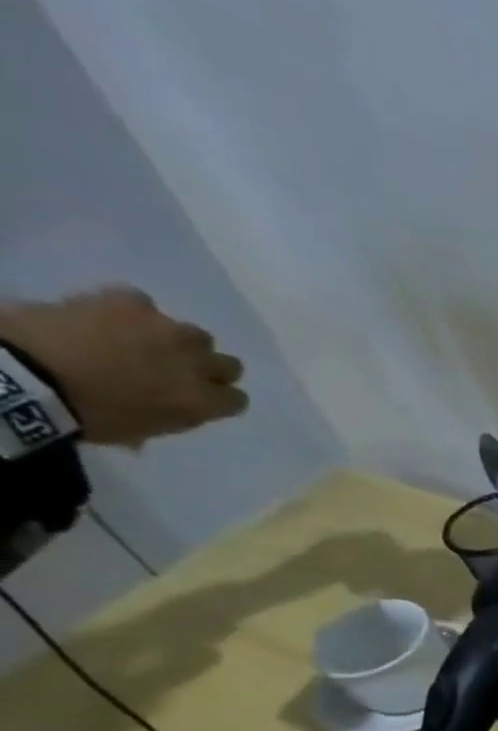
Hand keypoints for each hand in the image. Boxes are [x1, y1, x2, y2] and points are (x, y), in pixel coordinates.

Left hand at [0, 286, 247, 446]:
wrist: (27, 373)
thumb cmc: (89, 414)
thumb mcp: (145, 428)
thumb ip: (175, 412)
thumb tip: (176, 404)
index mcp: (203, 401)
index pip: (237, 399)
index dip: (219, 398)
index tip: (201, 399)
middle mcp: (197, 364)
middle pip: (228, 364)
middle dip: (207, 367)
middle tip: (178, 370)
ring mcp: (166, 330)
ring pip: (194, 334)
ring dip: (176, 340)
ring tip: (144, 342)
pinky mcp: (129, 302)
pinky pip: (144, 303)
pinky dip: (133, 312)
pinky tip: (112, 319)